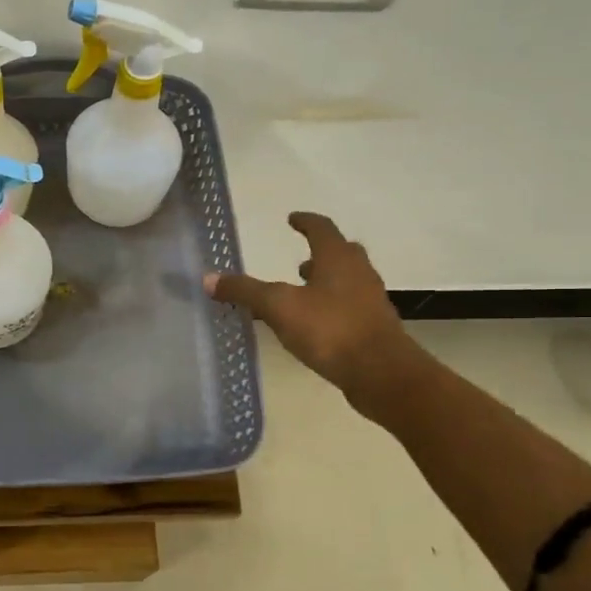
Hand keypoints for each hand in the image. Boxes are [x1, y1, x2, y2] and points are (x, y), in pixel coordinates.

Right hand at [204, 212, 424, 422]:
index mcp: (338, 258)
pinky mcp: (374, 327)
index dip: (305, 221)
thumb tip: (209, 278)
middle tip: (300, 259)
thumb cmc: (330, 329)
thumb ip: (245, 291)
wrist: (381, 372)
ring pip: (347, 280)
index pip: (321, 228)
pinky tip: (316, 324)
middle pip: (341, 252)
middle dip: (320, 253)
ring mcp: (370, 300)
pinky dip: (332, 306)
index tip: (292, 218)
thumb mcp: (279, 307)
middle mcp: (359, 272)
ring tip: (303, 292)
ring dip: (326, 281)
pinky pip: (350, 306)